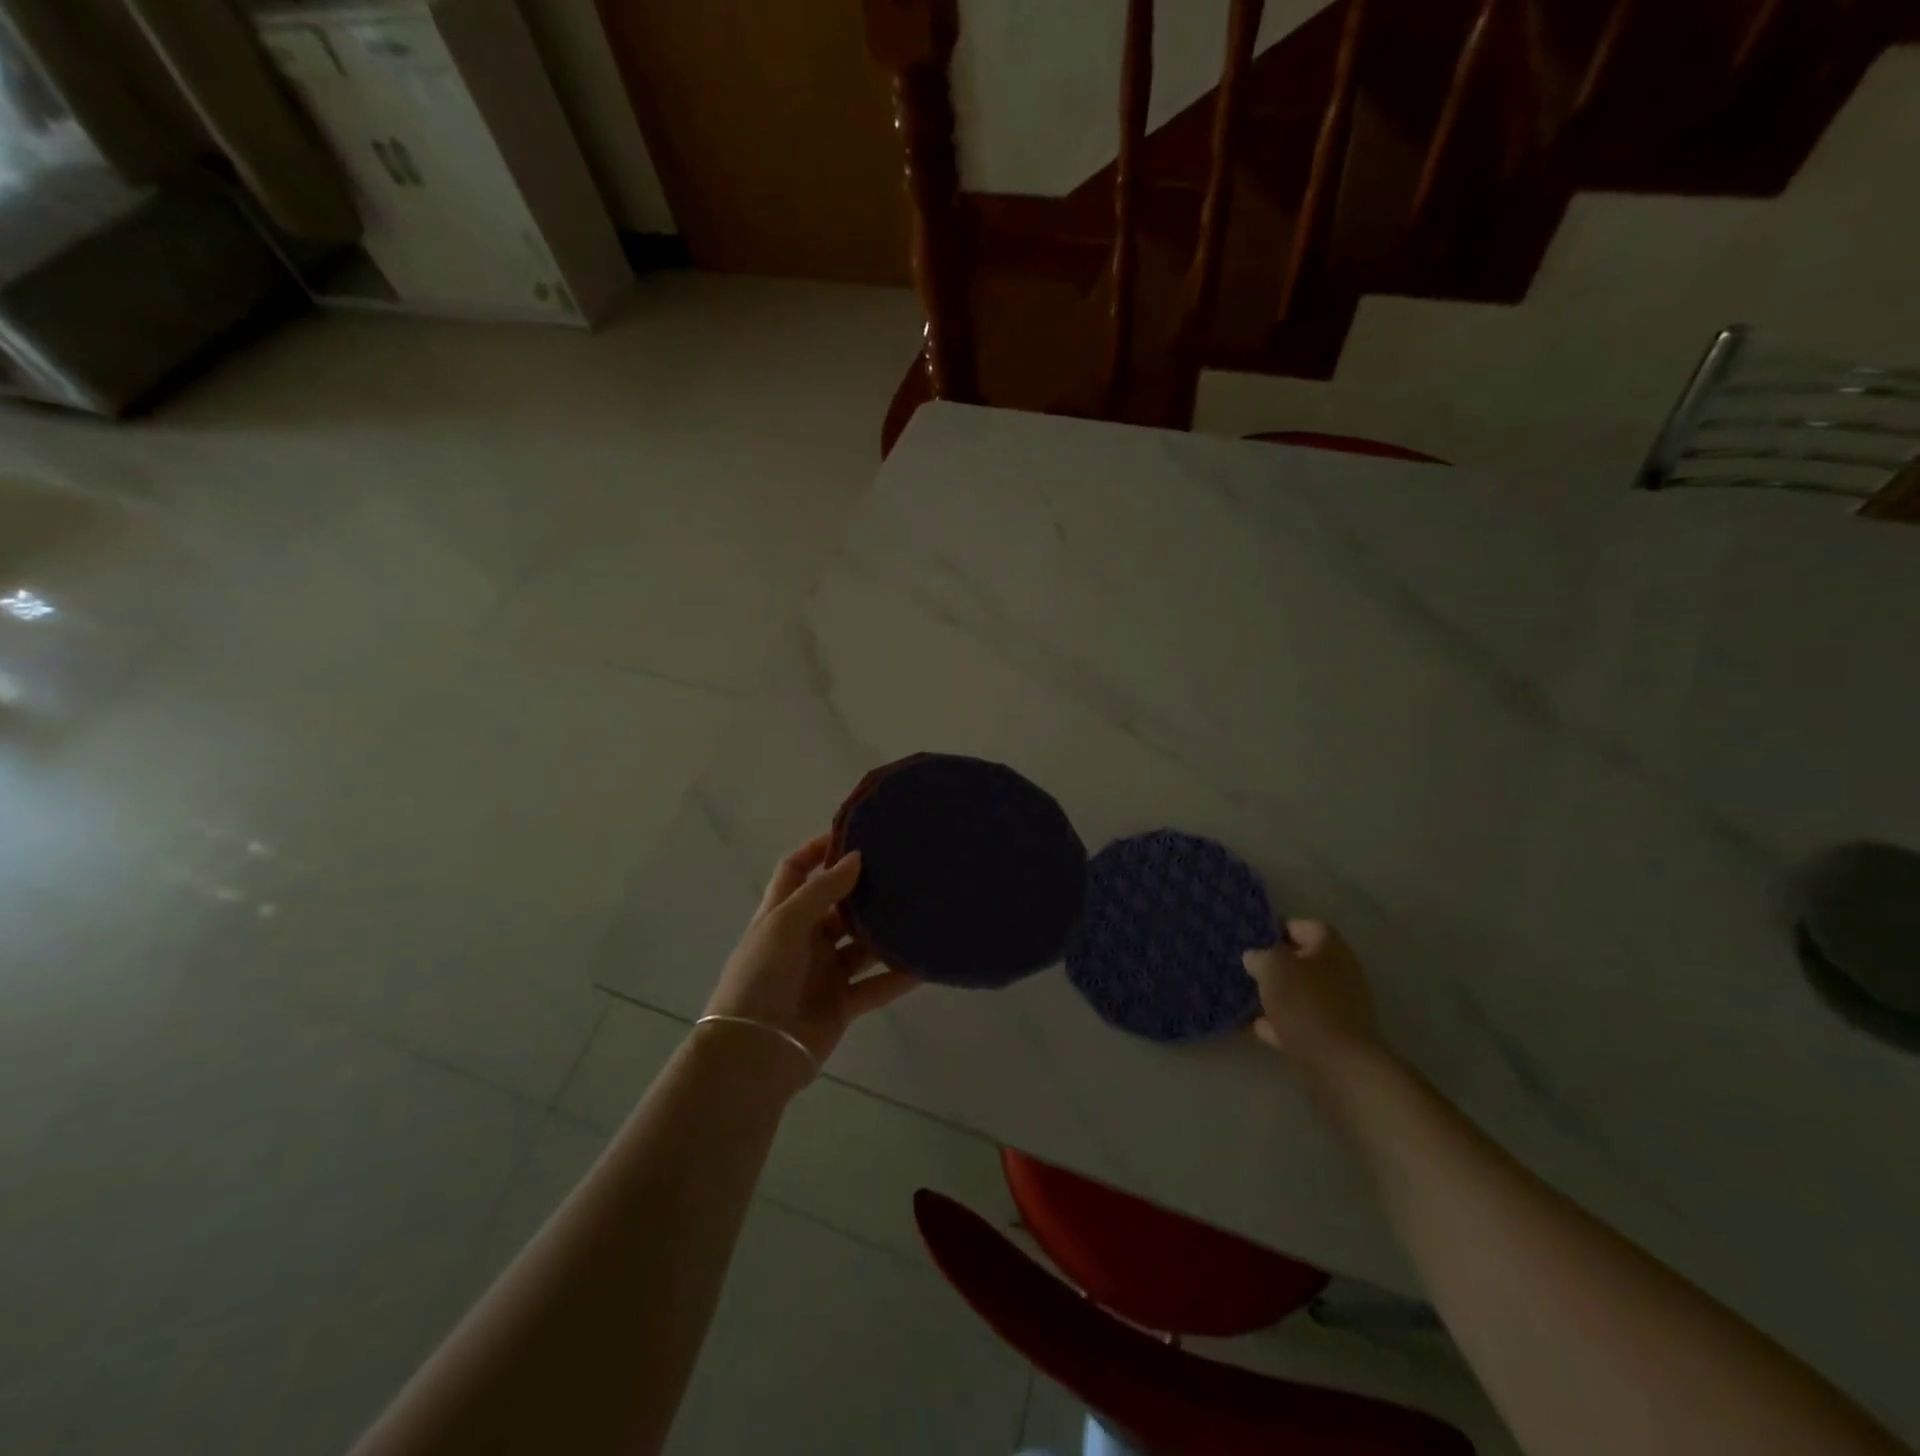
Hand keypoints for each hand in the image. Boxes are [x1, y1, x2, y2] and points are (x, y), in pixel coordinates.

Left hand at [704, 834, 917, 1074]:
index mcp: (782, 915)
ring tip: (920, 910)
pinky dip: (898, 976)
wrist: (755, 1052)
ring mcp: (824, 972)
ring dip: (885, 932)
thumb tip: (856, 857)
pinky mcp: (842, 1003)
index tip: (854, 834)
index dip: (819, 850)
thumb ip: (822, 890)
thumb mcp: (785, 924)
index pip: (797, 870)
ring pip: (861, 945)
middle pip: (837, 906)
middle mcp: (804, 939)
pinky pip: (876, 985)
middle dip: (863, 890)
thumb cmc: (763, 977)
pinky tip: (924, 963)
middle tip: (902, 870)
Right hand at [1242, 920, 1388, 1081]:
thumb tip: (1256, 957)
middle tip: (1250, 970)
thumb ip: (1260, 956)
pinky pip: (1304, 1021)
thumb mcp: (1272, 967)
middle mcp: (1342, 972)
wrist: (1339, 1063)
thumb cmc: (1305, 1003)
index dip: (1276, 929)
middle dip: (1277, 966)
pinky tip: (1260, 1028)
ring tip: (1251, 999)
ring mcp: (1342, 1006)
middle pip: (1304, 961)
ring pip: (1303, 993)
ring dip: (1279, 995)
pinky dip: (1283, 1023)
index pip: (1303, 926)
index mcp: (1330, 947)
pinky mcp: (1336, 1036)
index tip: (1252, 940)